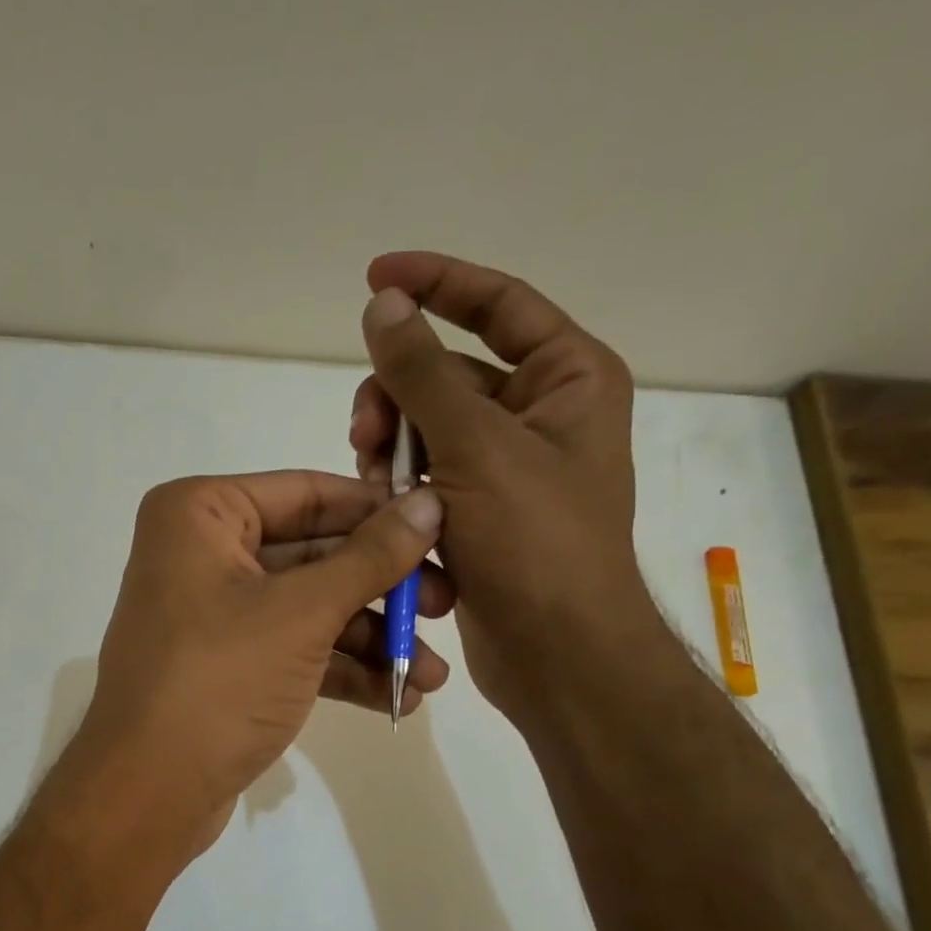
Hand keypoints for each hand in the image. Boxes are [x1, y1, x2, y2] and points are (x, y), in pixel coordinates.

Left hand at [58, 471, 450, 855]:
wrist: (149, 792)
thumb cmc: (219, 681)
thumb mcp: (302, 613)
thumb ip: (371, 557)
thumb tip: (428, 501)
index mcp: (199, 514)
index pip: (306, 494)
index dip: (377, 511)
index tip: (443, 526)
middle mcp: (200, 553)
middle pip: (312, 554)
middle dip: (381, 588)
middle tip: (448, 606)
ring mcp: (211, 613)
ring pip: (306, 608)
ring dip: (370, 639)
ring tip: (431, 674)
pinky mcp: (224, 665)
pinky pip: (291, 650)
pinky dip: (340, 670)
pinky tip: (397, 699)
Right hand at [347, 252, 663, 716]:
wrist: (554, 652)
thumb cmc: (535, 543)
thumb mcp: (477, 447)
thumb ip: (423, 373)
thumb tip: (383, 302)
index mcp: (565, 379)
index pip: (497, 304)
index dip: (436, 283)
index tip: (374, 277)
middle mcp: (537, 415)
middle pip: (444, 375)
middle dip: (396, 399)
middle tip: (366, 436)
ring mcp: (502, 468)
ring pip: (422, 431)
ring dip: (390, 452)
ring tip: (378, 489)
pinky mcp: (473, 513)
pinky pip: (421, 478)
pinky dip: (399, 491)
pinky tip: (387, 517)